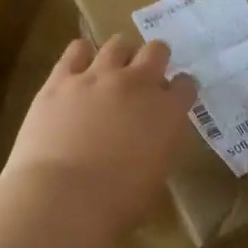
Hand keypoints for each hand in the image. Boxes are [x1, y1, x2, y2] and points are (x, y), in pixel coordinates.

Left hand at [1, 38, 197, 240]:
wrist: (62, 199)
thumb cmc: (118, 204)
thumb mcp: (157, 177)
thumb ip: (160, 146)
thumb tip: (154, 137)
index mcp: (168, 112)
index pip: (186, 84)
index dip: (181, 89)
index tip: (175, 97)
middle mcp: (138, 84)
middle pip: (156, 51)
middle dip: (156, 59)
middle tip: (146, 75)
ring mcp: (98, 77)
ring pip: (117, 43)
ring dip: (121, 53)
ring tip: (114, 66)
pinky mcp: (61, 79)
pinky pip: (76, 50)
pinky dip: (81, 54)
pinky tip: (80, 65)